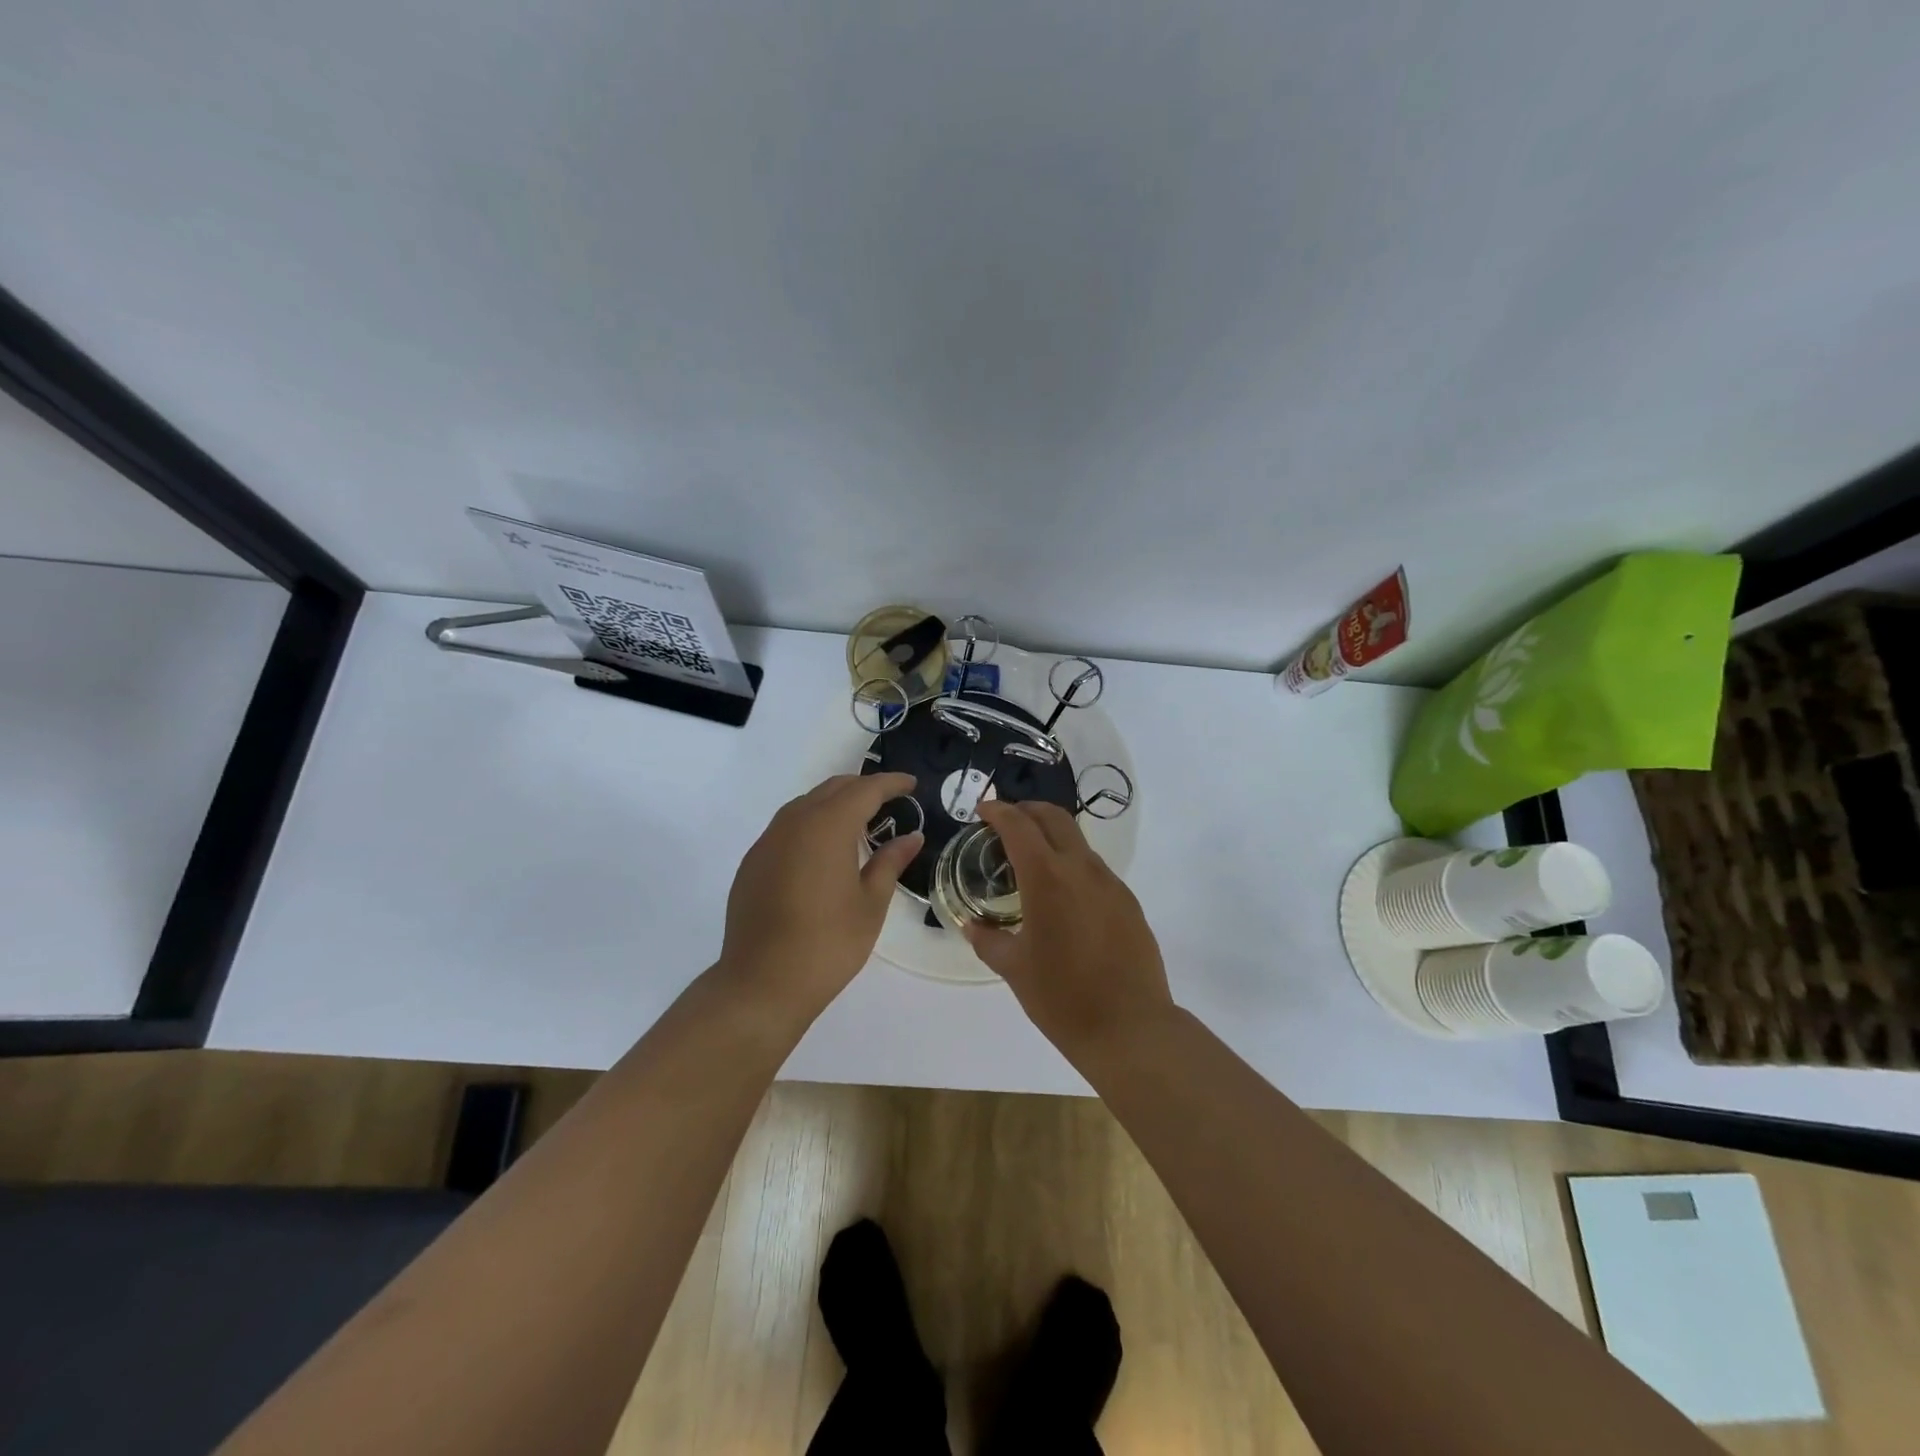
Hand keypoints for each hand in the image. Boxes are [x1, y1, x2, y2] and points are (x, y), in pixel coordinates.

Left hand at [718, 772, 921, 1022]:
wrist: (761, 984)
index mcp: (827, 826)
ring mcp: (768, 841)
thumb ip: (890, 862)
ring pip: (806, 804)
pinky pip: (787, 827)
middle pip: (833, 789)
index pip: (865, 790)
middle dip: (863, 788)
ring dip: (835, 803)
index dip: (891, 783)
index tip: (912, 784)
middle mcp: (794, 822)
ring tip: (860, 823)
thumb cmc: (828, 944)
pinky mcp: (753, 862)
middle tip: (891, 801)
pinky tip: (823, 850)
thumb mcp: (871, 903)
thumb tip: (911, 837)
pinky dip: (812, 824)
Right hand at [966, 799, 1173, 1057]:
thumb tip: (972, 925)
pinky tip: (1062, 898)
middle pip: (1054, 817)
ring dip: (1051, 838)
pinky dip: (1072, 865)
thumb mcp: (1014, 968)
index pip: (1018, 825)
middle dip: (1027, 810)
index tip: (982, 810)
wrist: (1130, 1027)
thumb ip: (988, 939)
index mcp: (1047, 877)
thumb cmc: (1062, 997)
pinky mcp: (1128, 902)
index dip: (998, 810)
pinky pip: (1094, 869)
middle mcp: (1081, 868)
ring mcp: (1110, 883)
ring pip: (1077, 841)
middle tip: (1005, 823)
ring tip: (1030, 864)